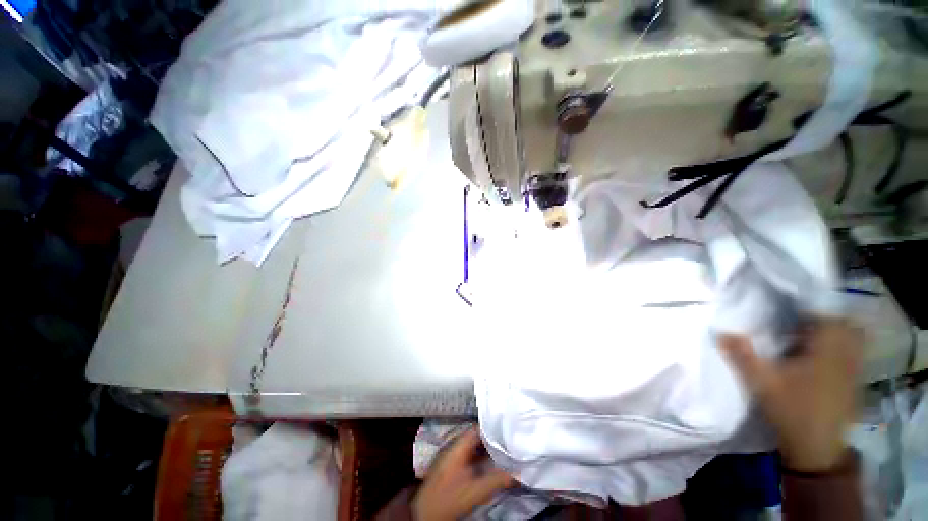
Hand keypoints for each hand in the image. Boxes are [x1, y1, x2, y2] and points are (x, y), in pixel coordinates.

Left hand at [413, 429, 513, 520]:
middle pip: (476, 435)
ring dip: (485, 447)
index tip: (508, 431)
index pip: (478, 428)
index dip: (493, 428)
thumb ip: (498, 480)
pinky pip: (467, 452)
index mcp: (458, 444)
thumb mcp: (477, 490)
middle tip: (508, 442)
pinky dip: (479, 455)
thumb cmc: (450, 498)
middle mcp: (453, 444)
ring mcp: (450, 453)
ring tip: (502, 450)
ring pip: (472, 444)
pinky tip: (488, 462)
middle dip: (492, 438)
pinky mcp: (449, 463)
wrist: (427, 513)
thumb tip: (518, 473)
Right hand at [720, 319, 861, 471]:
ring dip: (831, 333)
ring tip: (804, 338)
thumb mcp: (761, 383)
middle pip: (844, 324)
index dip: (809, 307)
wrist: (816, 449)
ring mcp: (853, 370)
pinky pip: (851, 354)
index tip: (787, 307)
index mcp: (826, 351)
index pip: (827, 315)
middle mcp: (845, 356)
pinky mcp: (853, 382)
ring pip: (851, 340)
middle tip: (796, 321)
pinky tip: (815, 359)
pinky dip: (837, 349)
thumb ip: (742, 355)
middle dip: (822, 318)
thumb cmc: (791, 411)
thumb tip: (721, 331)